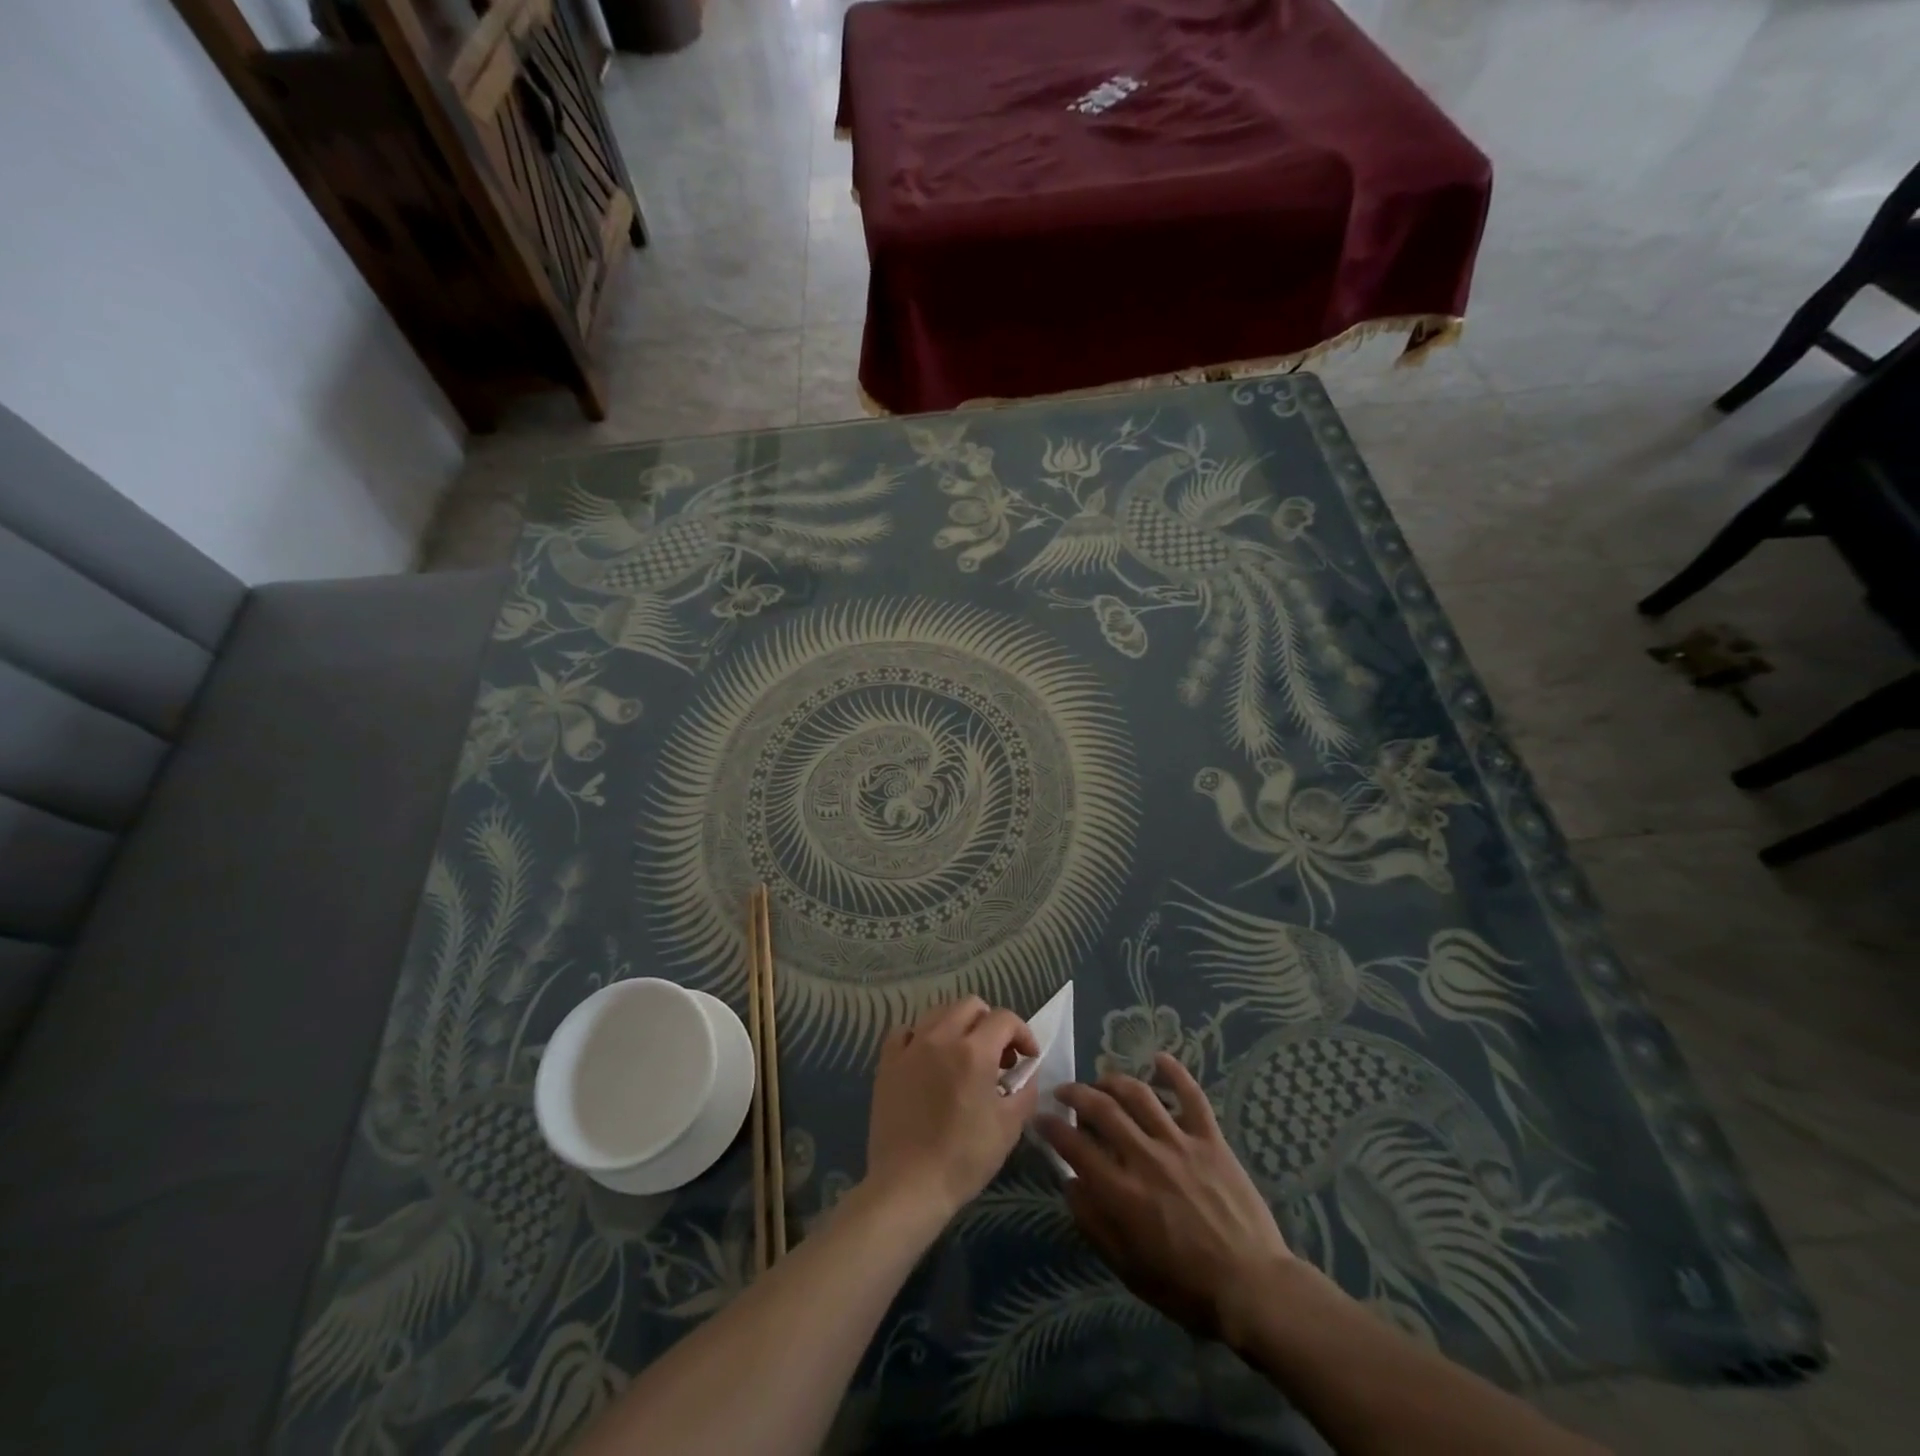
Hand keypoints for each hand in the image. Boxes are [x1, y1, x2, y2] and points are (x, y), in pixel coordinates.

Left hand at [865, 997, 1039, 1228]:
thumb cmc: (964, 1159)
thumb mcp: (1009, 1127)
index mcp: (974, 1051)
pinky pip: (905, 1032)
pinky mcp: (887, 1063)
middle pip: (970, 1005)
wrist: (909, 1186)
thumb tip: (1026, 1071)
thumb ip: (1024, 1090)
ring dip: (958, 1025)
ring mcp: (910, 1047)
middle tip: (998, 1054)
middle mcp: (941, 1038)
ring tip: (964, 1054)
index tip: (1027, 1057)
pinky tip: (927, 1058)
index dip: (1022, 1033)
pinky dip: (921, 1036)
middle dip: (991, 1022)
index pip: (1004, 1019)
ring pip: (938, 1012)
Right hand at [1039, 1052, 1295, 1342]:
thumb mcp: (1128, 1269)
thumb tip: (1070, 1184)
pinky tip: (1159, 1058)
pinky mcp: (1211, 1139)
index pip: (1074, 1146)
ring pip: (1139, 1094)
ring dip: (1113, 1081)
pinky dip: (1175, 1073)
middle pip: (1102, 1108)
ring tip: (1101, 1081)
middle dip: (1075, 1094)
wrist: (1253, 1288)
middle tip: (1064, 1092)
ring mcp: (1180, 1143)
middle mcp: (1145, 1157)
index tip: (1040, 1118)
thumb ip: (1094, 1224)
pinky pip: (1192, 1096)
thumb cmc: (1186, 1288)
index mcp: (1122, 1192)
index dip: (1052, 1127)